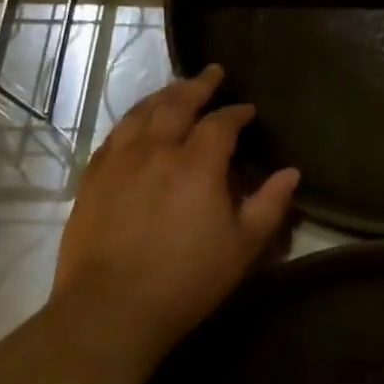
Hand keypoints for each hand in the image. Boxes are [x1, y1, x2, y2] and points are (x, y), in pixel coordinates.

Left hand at [52, 65, 299, 359]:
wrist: (110, 311)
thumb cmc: (186, 279)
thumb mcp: (243, 246)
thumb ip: (270, 204)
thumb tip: (291, 173)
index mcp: (197, 163)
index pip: (221, 122)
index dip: (237, 112)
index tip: (248, 110)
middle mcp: (156, 150)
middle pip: (177, 103)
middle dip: (198, 85)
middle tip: (213, 72)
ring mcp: (119, 162)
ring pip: (141, 113)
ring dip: (163, 95)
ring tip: (176, 88)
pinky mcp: (92, 180)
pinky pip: (114, 136)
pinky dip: (132, 121)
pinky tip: (137, 125)